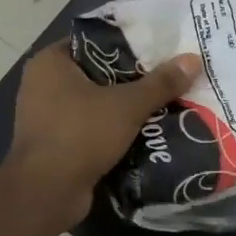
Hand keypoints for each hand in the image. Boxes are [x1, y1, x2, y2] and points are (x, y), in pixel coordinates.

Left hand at [3, 41, 201, 220]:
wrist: (46, 194)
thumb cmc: (80, 134)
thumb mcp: (127, 105)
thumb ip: (160, 82)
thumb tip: (193, 59)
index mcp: (51, 62)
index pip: (95, 41)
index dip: (128, 43)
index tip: (160, 48)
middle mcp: (42, 83)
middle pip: (98, 73)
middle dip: (132, 78)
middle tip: (168, 76)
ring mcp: (45, 115)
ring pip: (95, 102)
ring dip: (124, 107)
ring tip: (164, 101)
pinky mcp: (55, 143)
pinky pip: (90, 127)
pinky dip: (113, 129)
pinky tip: (145, 131)